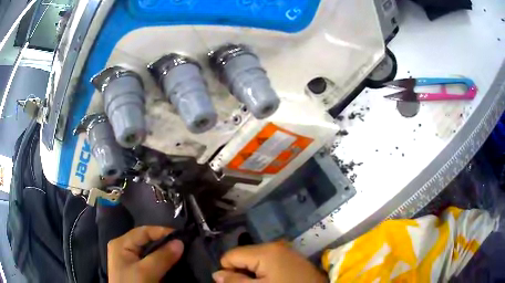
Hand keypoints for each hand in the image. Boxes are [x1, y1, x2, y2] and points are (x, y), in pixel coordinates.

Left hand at [108, 226, 183, 282]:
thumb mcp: (146, 272)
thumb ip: (162, 257)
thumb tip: (180, 242)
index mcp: (121, 243)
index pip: (143, 231)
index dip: (162, 231)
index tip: (182, 236)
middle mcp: (125, 249)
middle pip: (147, 241)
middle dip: (165, 243)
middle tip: (184, 245)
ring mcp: (131, 261)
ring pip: (151, 252)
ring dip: (165, 253)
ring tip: (182, 252)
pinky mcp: (138, 271)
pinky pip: (152, 262)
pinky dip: (163, 262)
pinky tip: (173, 263)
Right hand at [213, 241, 326, 282]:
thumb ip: (234, 281)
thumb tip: (216, 274)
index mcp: (264, 250)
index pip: (230, 256)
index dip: (230, 272)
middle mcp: (273, 245)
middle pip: (242, 257)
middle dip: (242, 273)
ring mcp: (283, 251)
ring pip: (254, 261)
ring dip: (253, 275)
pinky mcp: (290, 258)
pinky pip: (267, 263)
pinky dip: (265, 273)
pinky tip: (276, 281)